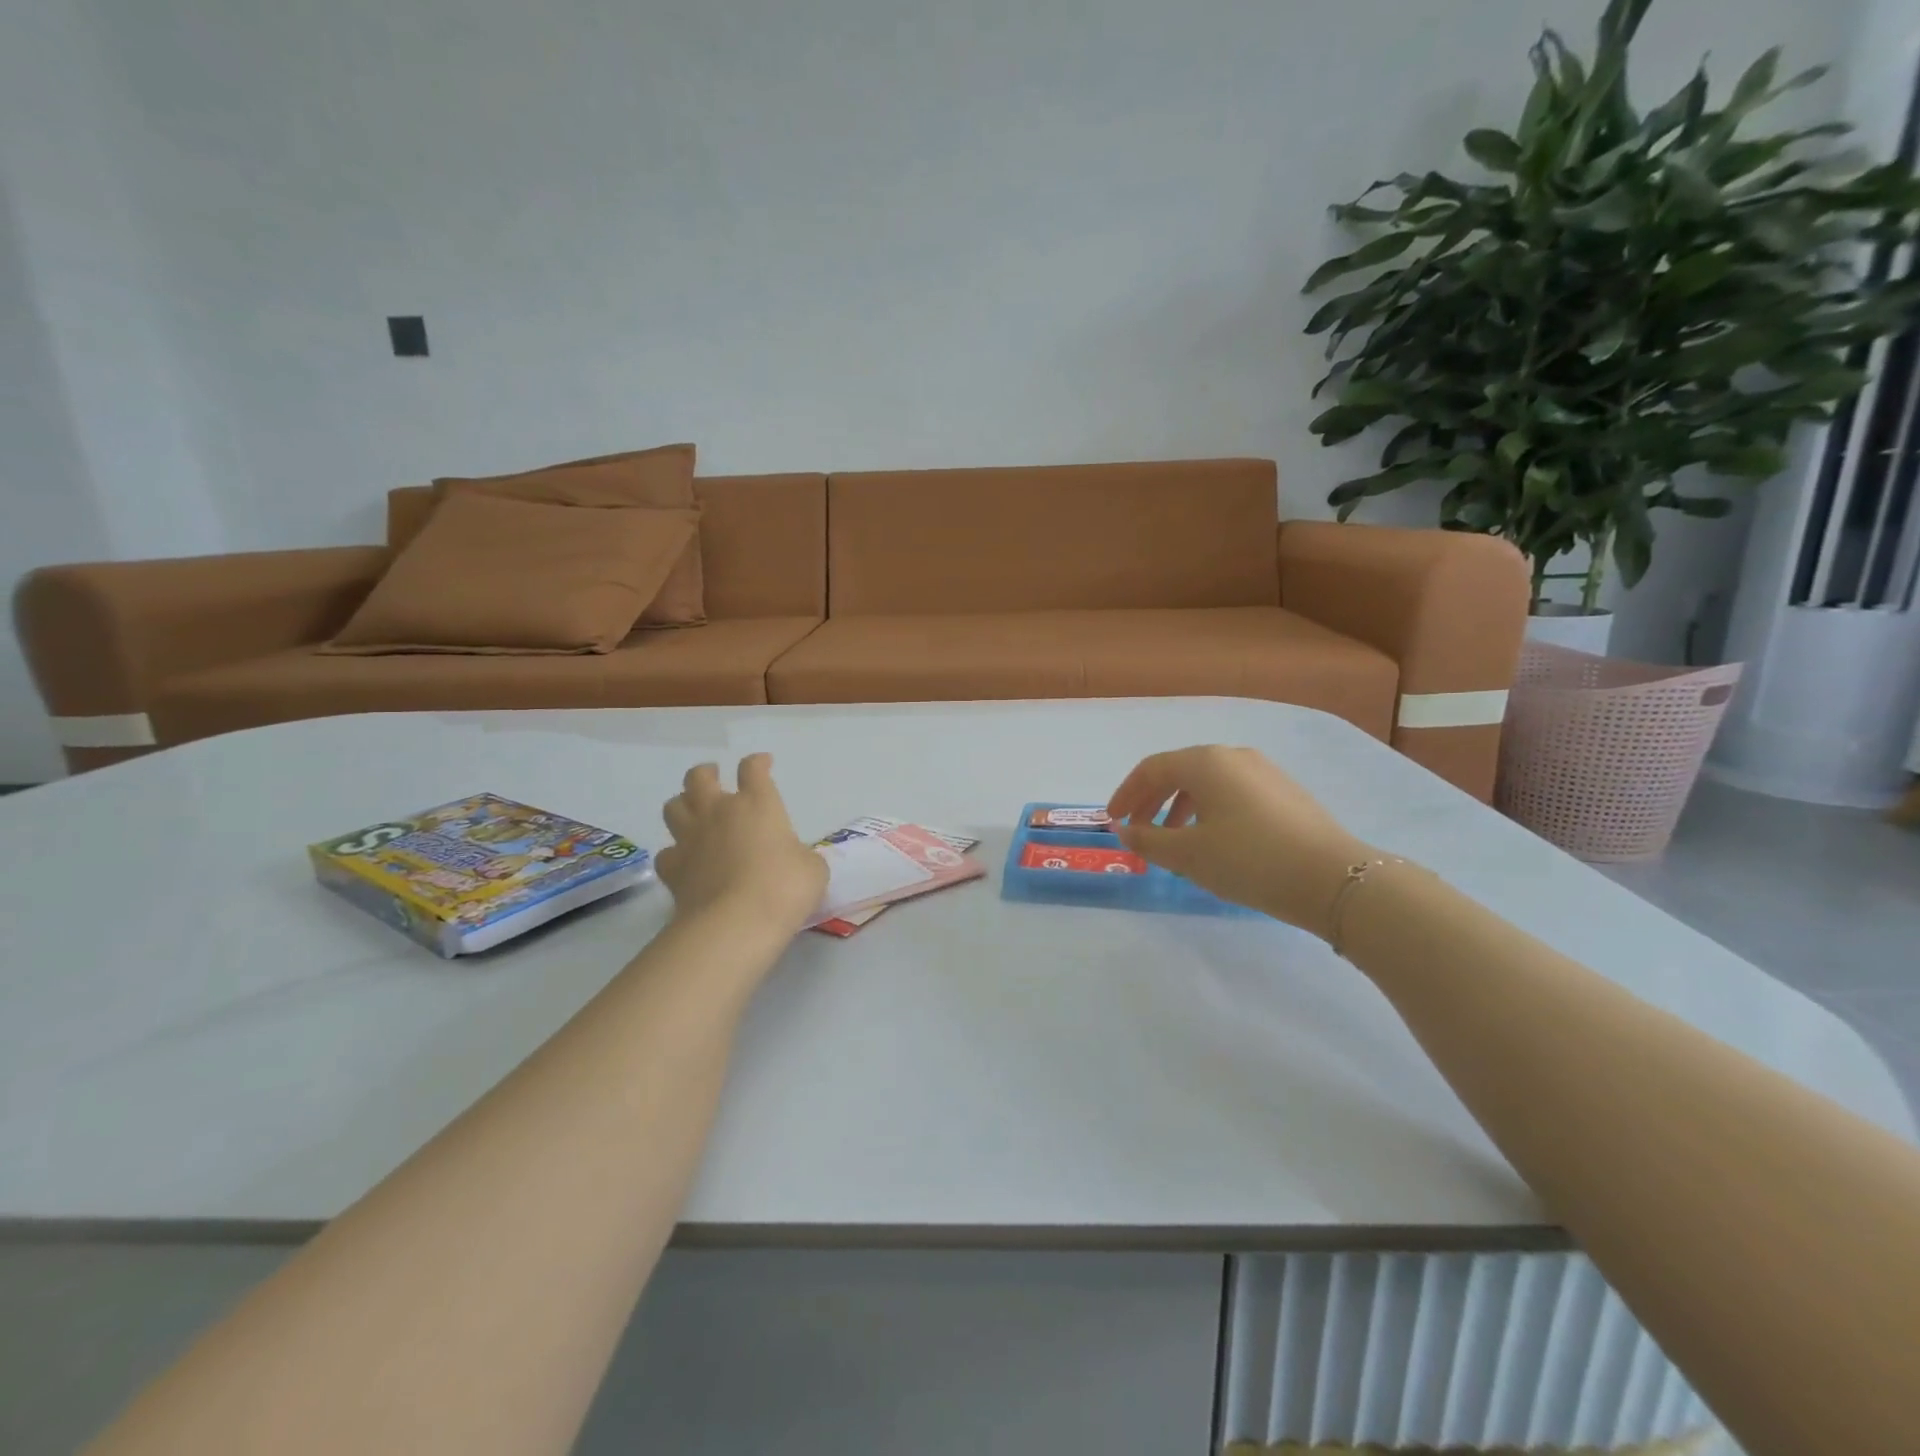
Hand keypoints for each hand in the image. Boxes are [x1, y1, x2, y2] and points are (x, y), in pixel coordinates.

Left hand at [656, 755, 826, 934]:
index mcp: (758, 804)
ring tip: (693, 813)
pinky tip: (685, 860)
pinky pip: (667, 852)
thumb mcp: (812, 869)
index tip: (764, 763)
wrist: (736, 923)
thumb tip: (797, 861)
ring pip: (673, 806)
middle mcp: (719, 812)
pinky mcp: (673, 869)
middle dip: (706, 773)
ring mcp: (691, 839)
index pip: (753, 769)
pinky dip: (675, 852)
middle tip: (714, 777)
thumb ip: (802, 857)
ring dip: (683, 804)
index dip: (758, 763)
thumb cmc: (784, 887)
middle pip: (699, 777)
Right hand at [1106, 745, 1373, 937]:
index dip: (1127, 793)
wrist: (1333, 879)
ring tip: (1174, 841)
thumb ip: (1148, 841)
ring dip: (1181, 807)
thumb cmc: (1249, 860)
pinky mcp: (1285, 792)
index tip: (1114, 820)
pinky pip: (1232, 792)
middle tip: (1139, 830)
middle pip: (1179, 771)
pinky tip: (1214, 841)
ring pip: (1208, 782)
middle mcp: (1234, 756)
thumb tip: (1124, 831)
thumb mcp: (1188, 855)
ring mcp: (1264, 771)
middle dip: (1153, 800)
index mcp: (1206, 762)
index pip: (1152, 768)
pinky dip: (1210, 810)